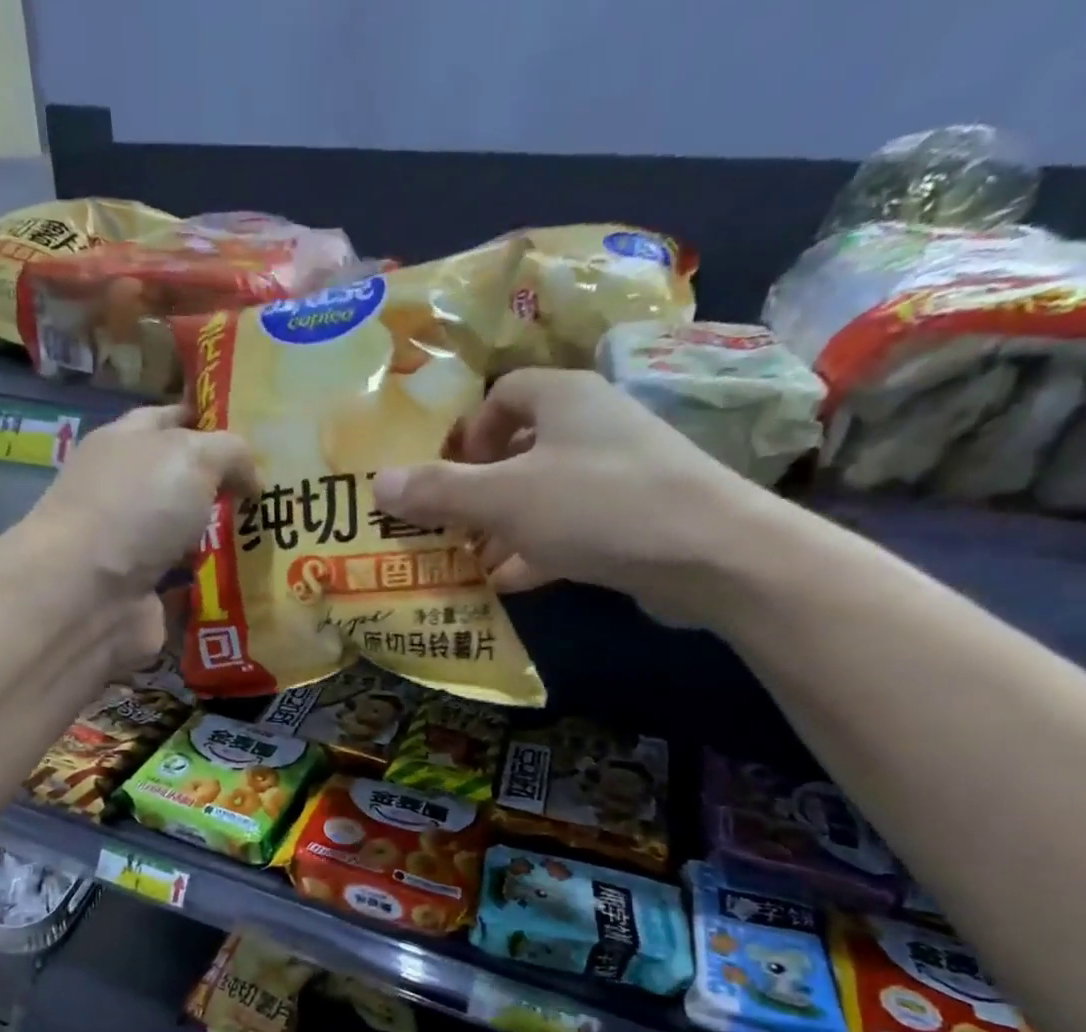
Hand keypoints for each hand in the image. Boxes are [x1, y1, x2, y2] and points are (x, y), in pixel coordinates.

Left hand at [28, 402, 257, 590]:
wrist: (87, 596)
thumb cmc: (136, 507)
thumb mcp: (192, 455)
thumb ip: (231, 453)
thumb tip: (252, 479)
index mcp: (125, 444)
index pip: (171, 419)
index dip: (210, 420)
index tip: (257, 430)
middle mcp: (127, 494)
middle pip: (184, 484)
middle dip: (228, 488)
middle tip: (280, 492)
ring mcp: (135, 549)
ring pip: (191, 539)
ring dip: (227, 542)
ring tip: (278, 541)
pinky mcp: (146, 597)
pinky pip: (192, 588)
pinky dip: (218, 589)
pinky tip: (255, 585)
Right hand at [372, 369, 780, 623]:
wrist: (709, 553)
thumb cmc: (598, 505)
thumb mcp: (505, 498)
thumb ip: (440, 491)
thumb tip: (376, 482)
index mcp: (565, 398)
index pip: (504, 394)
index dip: (469, 432)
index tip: (447, 474)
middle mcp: (593, 425)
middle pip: (520, 448)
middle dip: (478, 489)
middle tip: (446, 527)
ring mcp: (617, 473)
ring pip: (542, 493)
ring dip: (502, 527)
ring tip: (467, 562)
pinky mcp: (632, 518)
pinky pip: (569, 527)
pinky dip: (535, 551)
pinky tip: (507, 582)